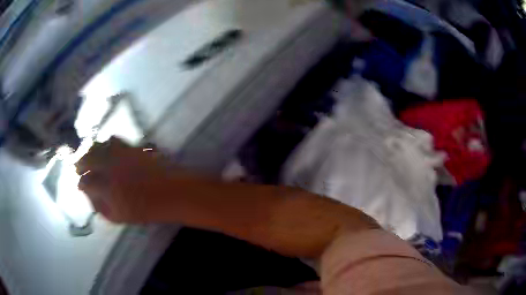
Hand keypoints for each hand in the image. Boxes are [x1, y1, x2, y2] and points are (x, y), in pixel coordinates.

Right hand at [76, 137, 174, 222]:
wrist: (170, 193)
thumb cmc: (144, 210)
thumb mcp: (119, 216)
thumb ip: (100, 207)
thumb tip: (89, 195)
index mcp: (106, 188)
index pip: (85, 182)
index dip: (81, 184)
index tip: (80, 185)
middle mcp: (110, 167)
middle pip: (88, 158)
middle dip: (80, 162)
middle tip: (78, 167)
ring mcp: (121, 154)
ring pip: (99, 145)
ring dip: (92, 150)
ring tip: (90, 156)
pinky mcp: (131, 147)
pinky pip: (114, 140)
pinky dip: (106, 144)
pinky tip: (106, 149)